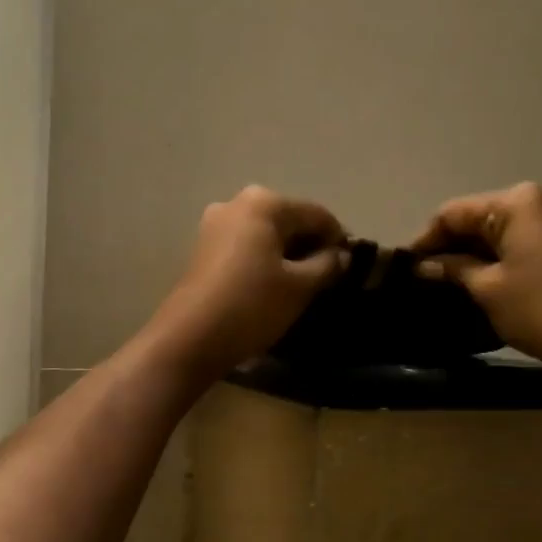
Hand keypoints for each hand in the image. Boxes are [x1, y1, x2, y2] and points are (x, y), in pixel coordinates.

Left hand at [146, 186, 347, 381]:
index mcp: (264, 203)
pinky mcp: (203, 249)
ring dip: (287, 255)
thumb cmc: (252, 306)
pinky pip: (246, 247)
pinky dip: (264, 261)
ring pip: (266, 235)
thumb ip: (328, 264)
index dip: (339, 240)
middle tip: (328, 279)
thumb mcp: (300, 286)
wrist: (190, 338)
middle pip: (289, 221)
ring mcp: (214, 225)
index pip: (317, 215)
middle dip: (311, 246)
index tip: (352, 267)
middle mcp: (236, 203)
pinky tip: (272, 287)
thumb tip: (341, 255)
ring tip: (301, 286)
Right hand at [409, 182, 541, 380]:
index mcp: (519, 201)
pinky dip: (509, 255)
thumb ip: (453, 268)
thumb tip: (424, 265)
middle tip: (429, 275)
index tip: (407, 264)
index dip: (427, 238)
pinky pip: (533, 240)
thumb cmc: (540, 310)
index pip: (455, 212)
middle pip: (484, 216)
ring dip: (482, 251)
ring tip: (457, 280)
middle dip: (455, 244)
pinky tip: (494, 280)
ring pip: (510, 229)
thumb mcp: (487, 288)